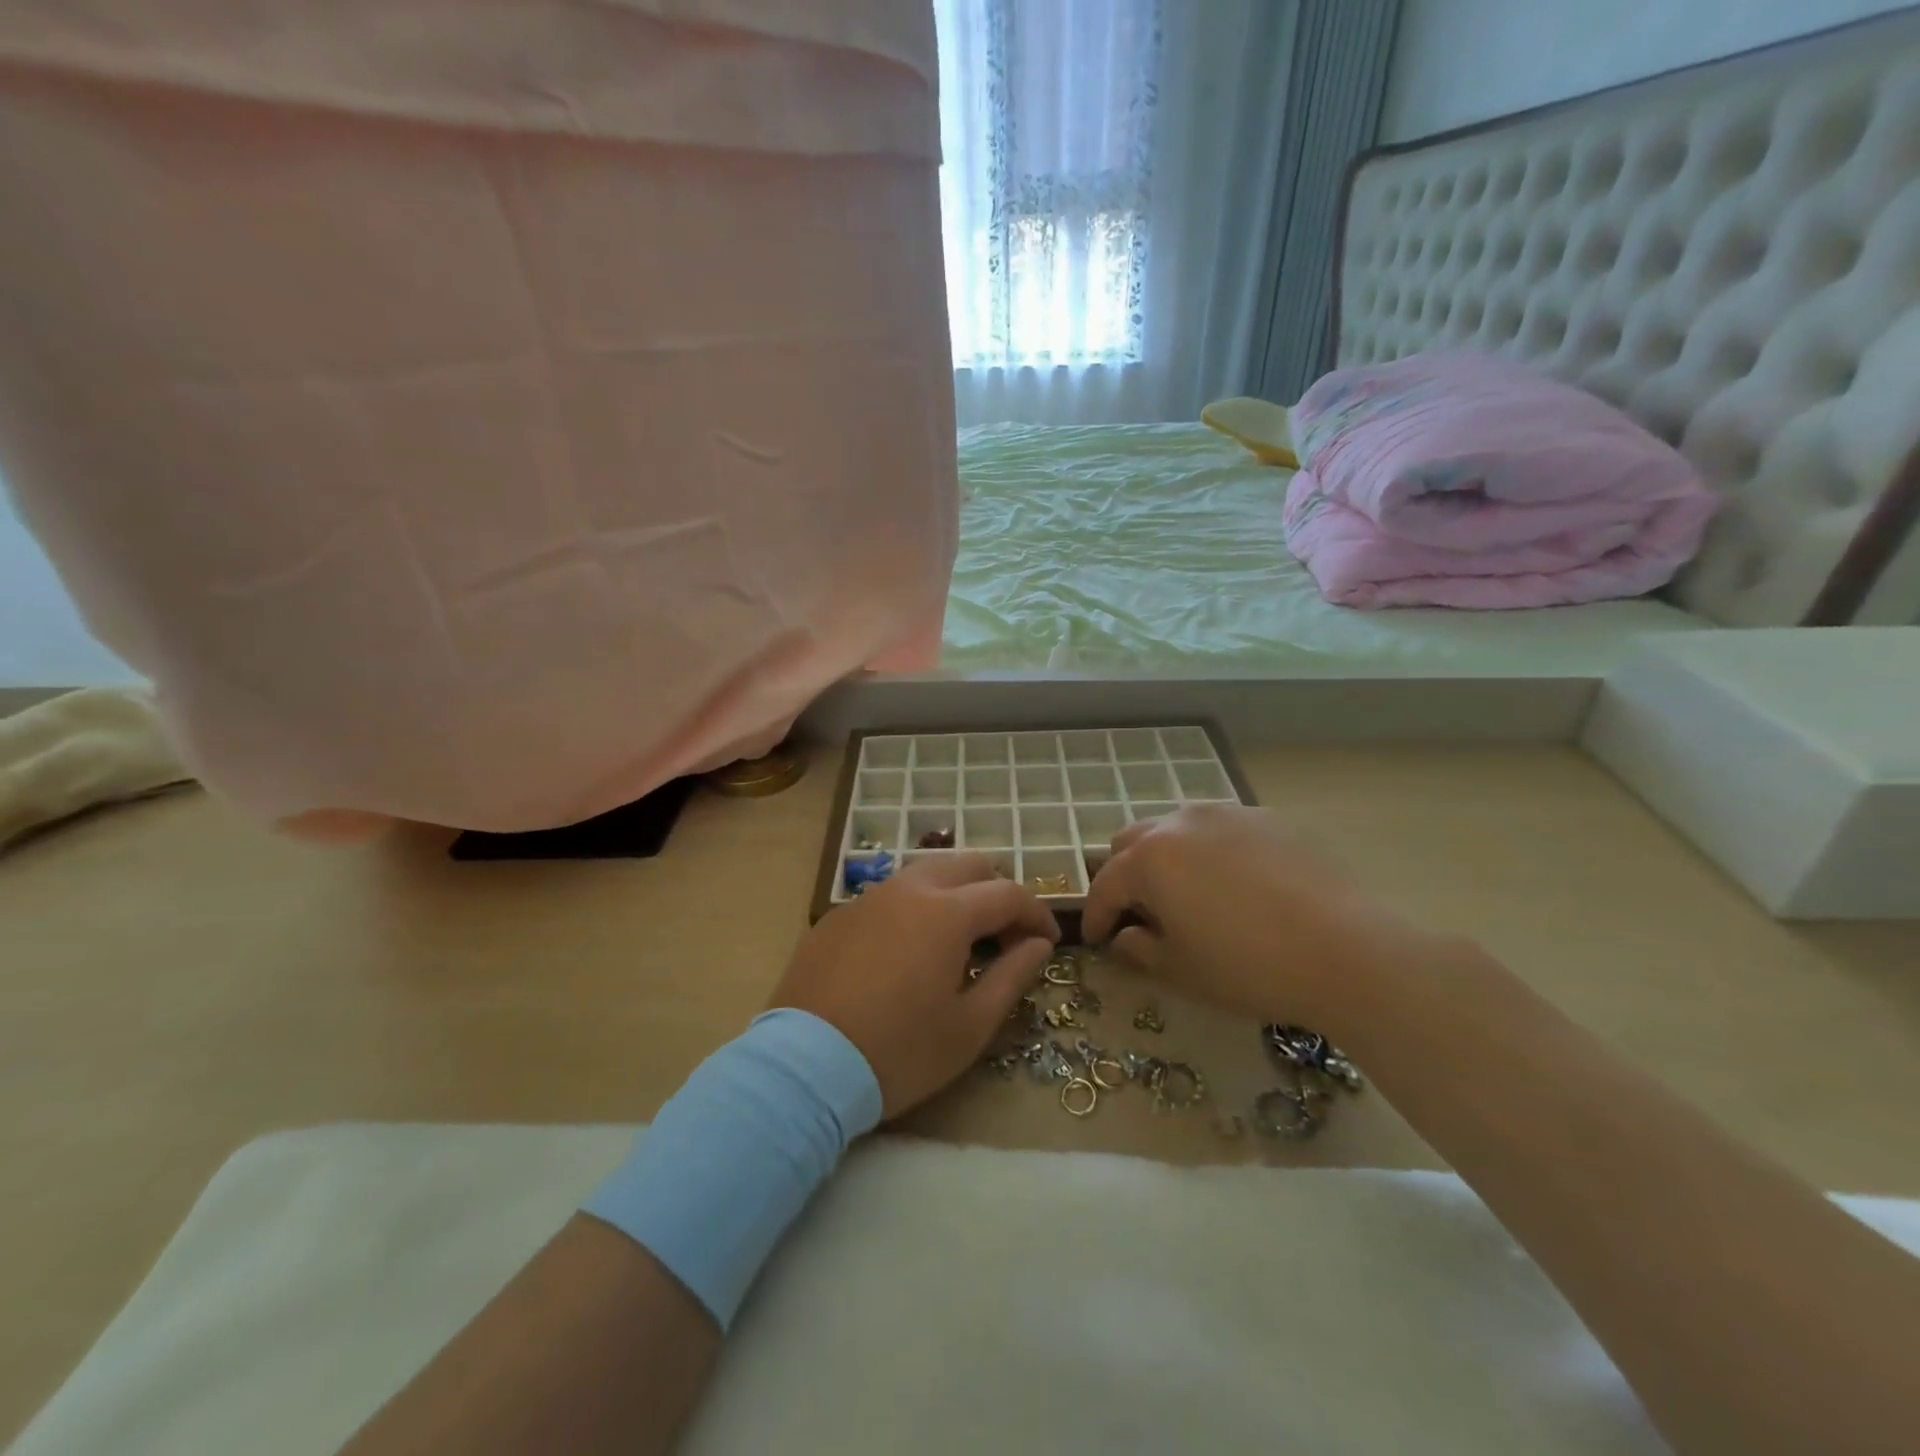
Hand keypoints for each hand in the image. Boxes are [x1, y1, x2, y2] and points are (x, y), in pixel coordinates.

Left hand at [768, 854, 1059, 1117]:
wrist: (805, 1067)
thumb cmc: (899, 1052)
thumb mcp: (969, 1026)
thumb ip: (1012, 976)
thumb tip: (1038, 945)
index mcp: (947, 911)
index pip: (1008, 893)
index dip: (1037, 914)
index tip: (1047, 943)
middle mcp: (908, 889)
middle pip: (968, 866)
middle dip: (997, 892)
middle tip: (1004, 937)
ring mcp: (868, 898)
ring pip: (926, 874)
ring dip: (955, 896)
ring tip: (959, 942)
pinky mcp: (837, 916)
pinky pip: (890, 896)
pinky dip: (915, 909)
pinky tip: (908, 953)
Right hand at [1081, 804, 1413, 1034]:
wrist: (1347, 950)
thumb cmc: (1249, 966)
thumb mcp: (1182, 971)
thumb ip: (1139, 950)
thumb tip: (1126, 937)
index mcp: (1150, 858)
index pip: (1106, 885)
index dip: (1097, 916)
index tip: (1096, 939)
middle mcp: (1181, 822)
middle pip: (1132, 841)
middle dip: (1125, 875)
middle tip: (1140, 912)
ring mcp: (1227, 814)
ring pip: (1177, 828)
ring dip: (1167, 857)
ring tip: (1187, 893)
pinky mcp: (1268, 818)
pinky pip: (1221, 829)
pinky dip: (1211, 852)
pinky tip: (1236, 885)